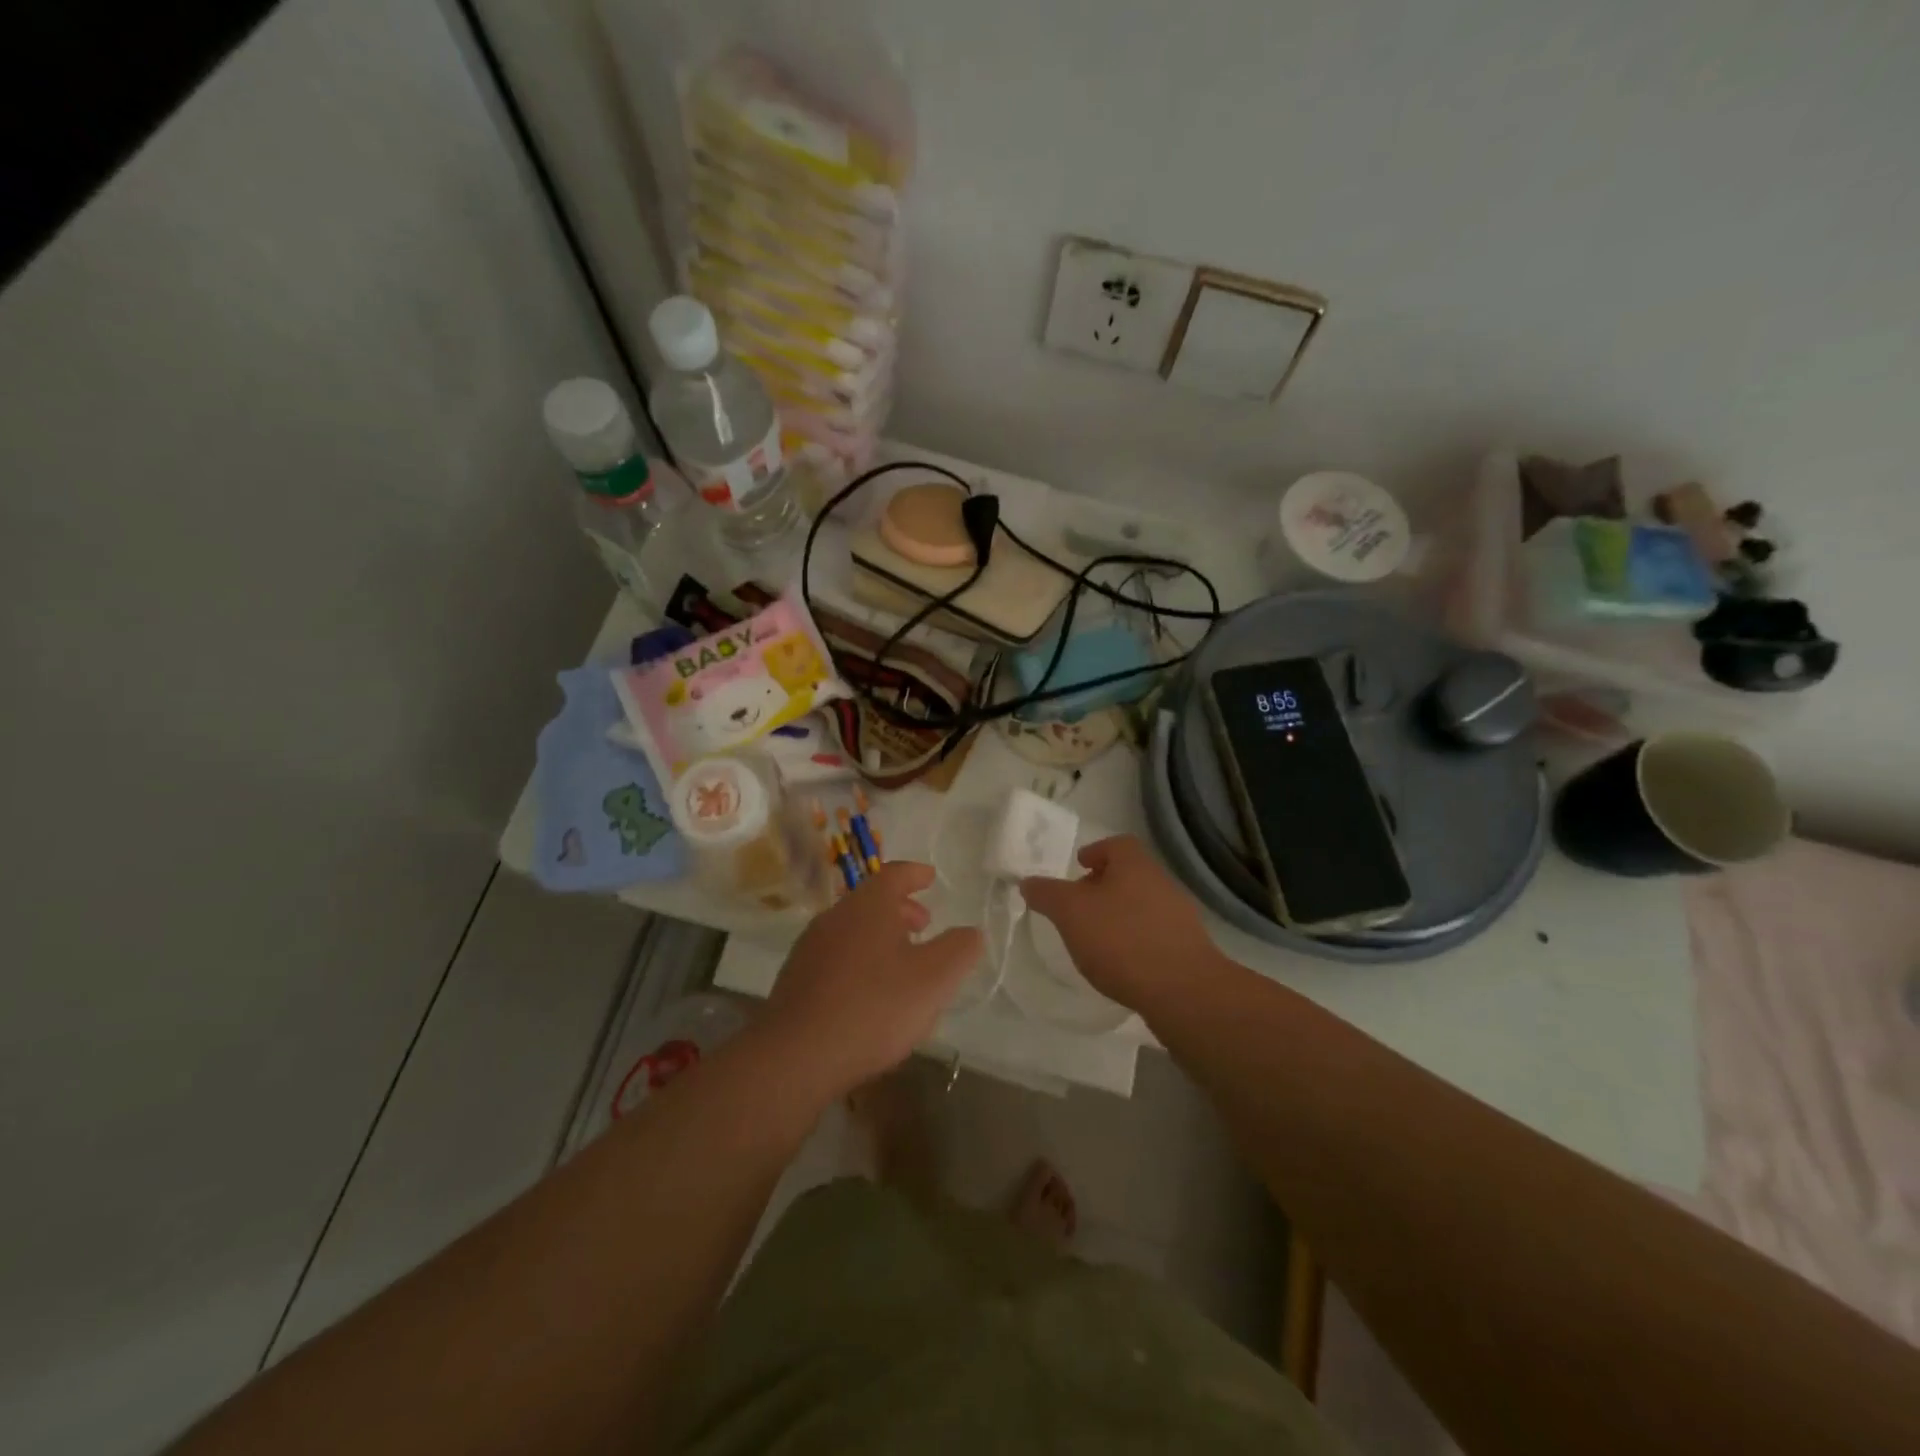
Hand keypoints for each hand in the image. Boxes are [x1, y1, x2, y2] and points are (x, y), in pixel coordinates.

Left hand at [762, 862, 981, 1095]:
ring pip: (852, 929)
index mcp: (868, 906)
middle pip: (871, 901)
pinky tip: (870, 993)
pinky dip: (859, 960)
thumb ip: (959, 950)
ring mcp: (810, 948)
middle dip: (900, 909)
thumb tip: (971, 932)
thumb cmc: (874, 1007)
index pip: (894, 874)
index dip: (915, 874)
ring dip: (880, 936)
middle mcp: (835, 917)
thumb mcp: (934, 979)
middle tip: (924, 925)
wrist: (796, 1056)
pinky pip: (836, 956)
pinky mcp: (796, 980)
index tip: (930, 877)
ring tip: (901, 962)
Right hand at [1019, 835, 1220, 1012]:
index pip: (1117, 844)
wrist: (1183, 990)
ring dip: (1119, 915)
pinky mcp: (1187, 948)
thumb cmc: (1121, 940)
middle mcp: (1161, 883)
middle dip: (1103, 886)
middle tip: (1079, 905)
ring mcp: (1179, 916)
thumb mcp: (1070, 913)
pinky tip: (1120, 964)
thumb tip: (1028, 881)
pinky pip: (1154, 934)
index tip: (1078, 866)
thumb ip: (1047, 894)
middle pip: (1130, 874)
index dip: (1096, 851)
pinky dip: (1134, 941)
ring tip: (1095, 939)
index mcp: (1135, 865)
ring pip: (1142, 904)